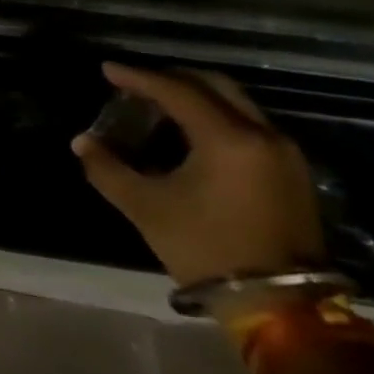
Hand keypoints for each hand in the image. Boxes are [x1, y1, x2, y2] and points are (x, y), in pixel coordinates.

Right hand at [72, 63, 326, 288]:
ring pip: (235, 104)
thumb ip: (107, 168)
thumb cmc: (205, 246)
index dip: (138, 78)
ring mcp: (284, 154)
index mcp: (228, 140)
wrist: (278, 303)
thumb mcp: (145, 206)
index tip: (107, 70)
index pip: (177, 92)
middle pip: (215, 86)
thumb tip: (83, 142)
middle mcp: (263, 136)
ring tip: (156, 106)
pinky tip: (187, 133)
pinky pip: (247, 125)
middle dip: (171, 78)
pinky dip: (214, 117)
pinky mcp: (291, 172)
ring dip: (195, 97)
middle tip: (135, 83)